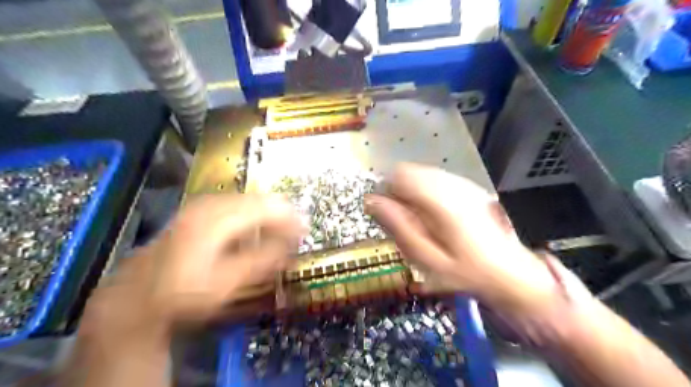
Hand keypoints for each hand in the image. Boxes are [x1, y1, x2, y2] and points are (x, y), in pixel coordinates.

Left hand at [79, 194, 302, 341]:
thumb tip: (292, 244)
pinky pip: (238, 206)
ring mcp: (204, 205)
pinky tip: (257, 232)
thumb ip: (264, 260)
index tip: (306, 230)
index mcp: (219, 218)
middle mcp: (212, 203)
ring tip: (281, 233)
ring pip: (250, 201)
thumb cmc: (184, 291)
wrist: (138, 295)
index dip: (291, 218)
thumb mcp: (227, 282)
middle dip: (282, 215)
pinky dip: (254, 217)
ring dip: (269, 216)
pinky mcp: (200, 211)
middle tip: (297, 233)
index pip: (268, 207)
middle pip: (260, 200)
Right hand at [364, 163, 557, 316]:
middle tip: (408, 224)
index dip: (388, 192)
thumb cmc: (465, 272)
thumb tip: (371, 201)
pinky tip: (437, 218)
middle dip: (401, 194)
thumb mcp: (426, 257)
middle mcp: (453, 183)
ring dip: (413, 194)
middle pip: (410, 172)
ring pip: (422, 175)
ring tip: (423, 223)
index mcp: (441, 199)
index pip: (400, 174)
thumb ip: (398, 226)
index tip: (390, 216)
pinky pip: (437, 180)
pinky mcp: (470, 188)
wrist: (511, 274)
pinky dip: (427, 194)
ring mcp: (464, 184)